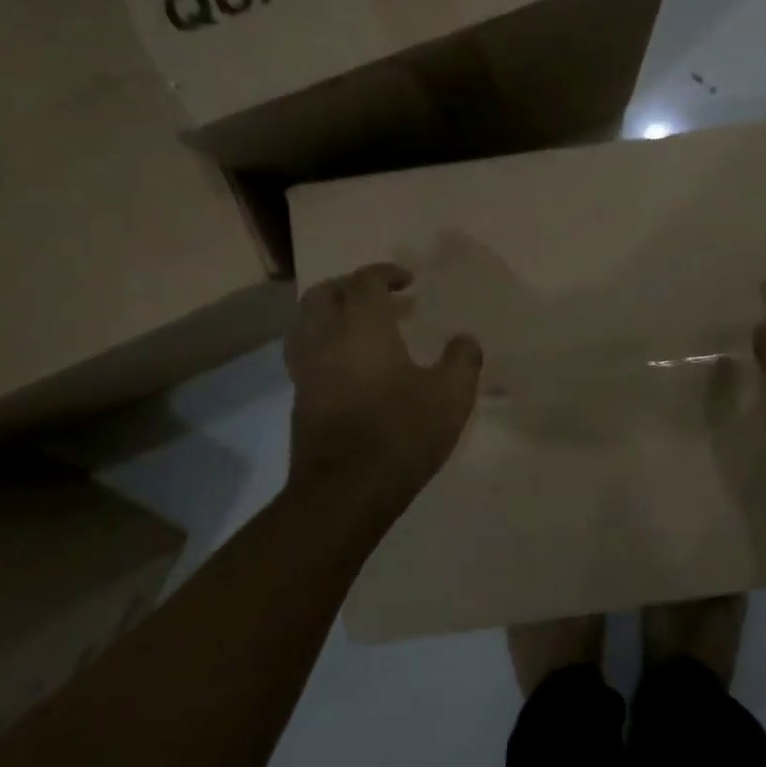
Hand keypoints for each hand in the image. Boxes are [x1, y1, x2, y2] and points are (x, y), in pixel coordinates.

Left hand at [286, 264, 481, 514]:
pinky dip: (325, 345)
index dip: (385, 274)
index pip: (365, 282)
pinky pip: (306, 355)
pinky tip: (350, 366)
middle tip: (378, 297)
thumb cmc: (400, 433)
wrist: (345, 492)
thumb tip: (465, 341)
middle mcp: (326, 340)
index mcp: (362, 328)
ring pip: (305, 324)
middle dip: (349, 286)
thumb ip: (462, 360)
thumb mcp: (450, 396)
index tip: (408, 282)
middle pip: (323, 294)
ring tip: (359, 326)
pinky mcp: (300, 400)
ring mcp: (307, 371)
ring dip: (330, 314)